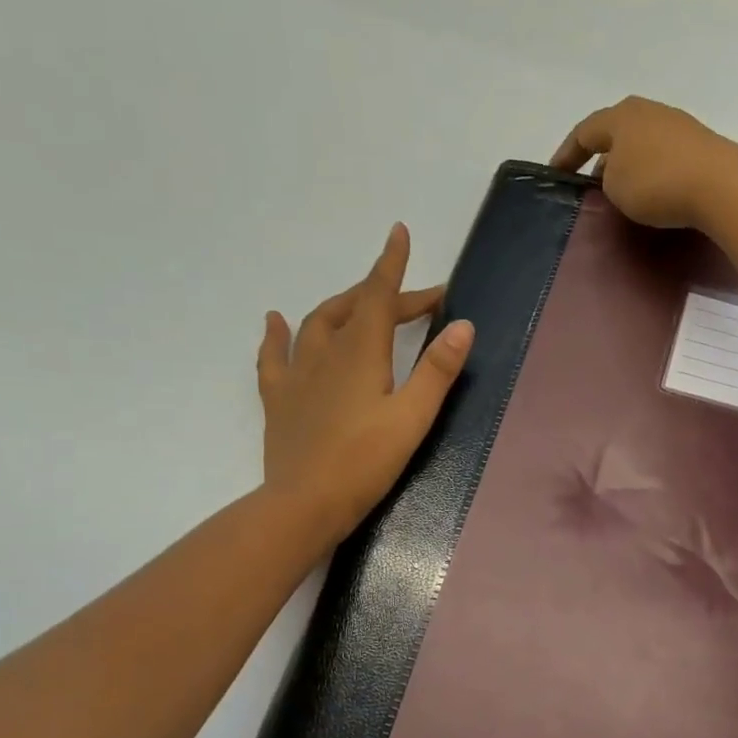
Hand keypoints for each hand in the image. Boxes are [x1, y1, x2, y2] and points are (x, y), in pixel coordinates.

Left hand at [258, 223, 473, 542]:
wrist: (304, 504)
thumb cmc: (365, 462)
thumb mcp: (413, 417)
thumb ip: (437, 371)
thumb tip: (463, 325)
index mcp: (361, 352)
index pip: (380, 296)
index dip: (392, 265)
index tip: (399, 233)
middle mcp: (325, 352)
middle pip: (355, 307)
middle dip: (386, 294)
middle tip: (420, 302)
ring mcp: (297, 374)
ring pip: (317, 323)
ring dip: (343, 306)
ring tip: (362, 302)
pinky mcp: (279, 399)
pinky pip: (274, 355)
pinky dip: (278, 334)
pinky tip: (277, 321)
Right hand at [550, 96, 737, 230]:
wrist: (720, 185)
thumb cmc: (655, 182)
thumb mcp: (615, 186)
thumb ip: (606, 179)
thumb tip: (615, 175)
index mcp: (621, 116)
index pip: (583, 132)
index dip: (566, 154)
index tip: (555, 174)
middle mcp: (649, 112)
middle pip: (616, 135)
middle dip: (600, 159)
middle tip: (591, 188)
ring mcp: (678, 127)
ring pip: (641, 146)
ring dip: (628, 168)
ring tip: (622, 196)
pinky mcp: (700, 147)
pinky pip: (664, 160)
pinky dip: (652, 175)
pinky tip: (653, 195)